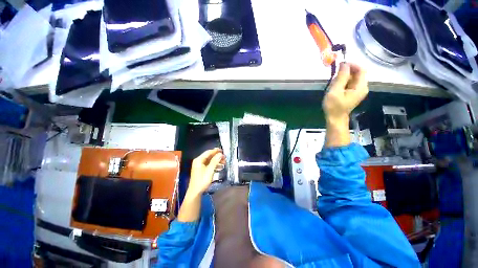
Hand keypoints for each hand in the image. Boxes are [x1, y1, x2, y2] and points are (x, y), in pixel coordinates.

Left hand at [187, 148, 224, 196]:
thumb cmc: (202, 181)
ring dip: (217, 161)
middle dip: (217, 157)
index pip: (208, 152)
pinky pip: (209, 165)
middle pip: (209, 156)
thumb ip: (215, 161)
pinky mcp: (202, 170)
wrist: (195, 192)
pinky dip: (214, 165)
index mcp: (199, 160)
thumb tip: (220, 154)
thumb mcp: (210, 170)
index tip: (222, 151)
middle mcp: (199, 161)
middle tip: (224, 157)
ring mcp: (200, 166)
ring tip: (224, 162)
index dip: (216, 151)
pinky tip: (220, 167)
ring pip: (210, 161)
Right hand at [323, 63, 368, 123]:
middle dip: (345, 73)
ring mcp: (358, 90)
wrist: (335, 119)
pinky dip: (342, 83)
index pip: (361, 69)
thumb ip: (341, 77)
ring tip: (333, 86)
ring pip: (352, 78)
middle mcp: (362, 87)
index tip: (339, 65)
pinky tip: (335, 88)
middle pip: (357, 73)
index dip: (351, 65)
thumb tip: (344, 64)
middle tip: (334, 78)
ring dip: (342, 78)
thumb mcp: (335, 91)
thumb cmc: (334, 106)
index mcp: (360, 86)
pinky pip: (349, 83)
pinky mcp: (353, 93)